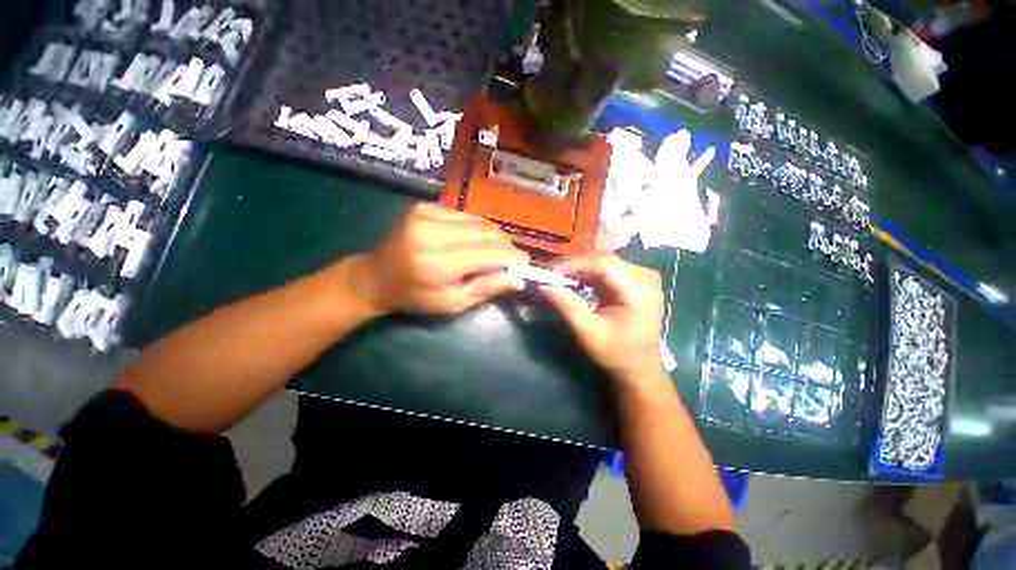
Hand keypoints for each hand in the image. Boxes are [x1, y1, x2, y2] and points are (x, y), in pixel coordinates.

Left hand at [352, 204, 528, 315]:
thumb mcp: (452, 304)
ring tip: (498, 251)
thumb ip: (486, 289)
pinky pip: (464, 215)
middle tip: (513, 258)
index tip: (525, 263)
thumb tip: (519, 279)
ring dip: (494, 236)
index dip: (511, 256)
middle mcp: (432, 232)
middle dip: (506, 245)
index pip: (488, 252)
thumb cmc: (415, 298)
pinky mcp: (425, 207)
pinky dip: (477, 228)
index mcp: (437, 263)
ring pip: (478, 221)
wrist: (375, 276)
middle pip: (486, 232)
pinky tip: (477, 241)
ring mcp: (426, 214)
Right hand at [540, 253, 663, 381]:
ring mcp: (642, 277)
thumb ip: (567, 306)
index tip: (550, 271)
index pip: (604, 264)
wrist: (638, 368)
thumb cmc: (616, 354)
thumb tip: (543, 285)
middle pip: (604, 259)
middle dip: (576, 264)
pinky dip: (589, 273)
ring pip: (604, 261)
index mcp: (639, 290)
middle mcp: (645, 277)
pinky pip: (608, 269)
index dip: (575, 264)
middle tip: (552, 273)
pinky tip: (575, 279)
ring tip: (560, 275)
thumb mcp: (588, 333)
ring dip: (581, 267)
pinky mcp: (635, 281)